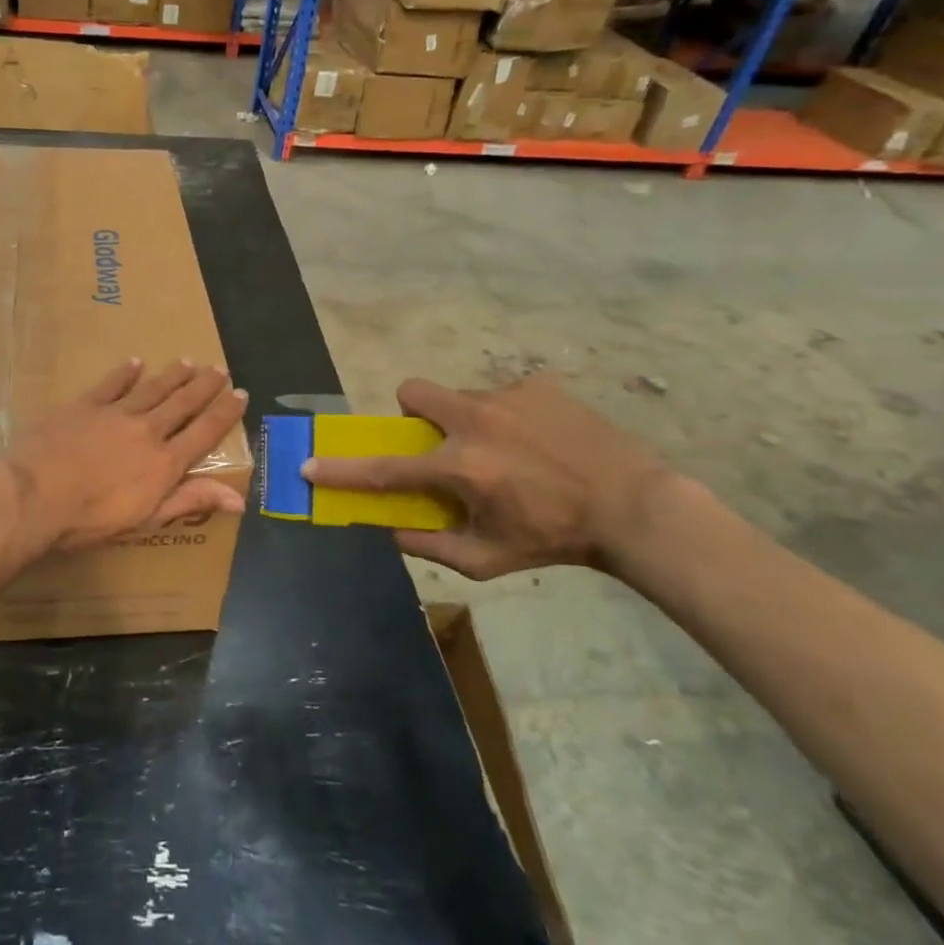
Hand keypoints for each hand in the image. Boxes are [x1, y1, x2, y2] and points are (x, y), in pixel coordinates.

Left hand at [0, 359, 248, 566]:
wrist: (34, 496)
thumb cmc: (90, 520)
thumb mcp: (146, 519)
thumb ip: (190, 501)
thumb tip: (238, 499)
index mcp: (164, 462)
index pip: (204, 433)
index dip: (225, 413)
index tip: (240, 394)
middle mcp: (147, 431)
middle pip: (182, 403)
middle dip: (203, 386)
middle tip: (219, 369)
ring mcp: (115, 414)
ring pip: (152, 389)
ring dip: (172, 375)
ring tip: (189, 361)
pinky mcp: (85, 405)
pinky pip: (111, 383)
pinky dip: (125, 372)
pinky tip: (135, 361)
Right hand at [302, 374, 672, 579]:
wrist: (634, 507)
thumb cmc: (555, 538)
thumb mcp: (487, 560)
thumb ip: (430, 545)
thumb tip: (390, 530)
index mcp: (460, 468)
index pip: (384, 469)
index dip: (341, 470)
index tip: (308, 464)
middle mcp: (475, 422)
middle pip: (412, 392)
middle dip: (411, 412)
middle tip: (438, 440)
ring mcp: (508, 396)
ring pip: (461, 397)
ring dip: (468, 421)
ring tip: (509, 450)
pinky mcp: (539, 384)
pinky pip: (504, 394)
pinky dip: (510, 415)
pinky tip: (541, 440)